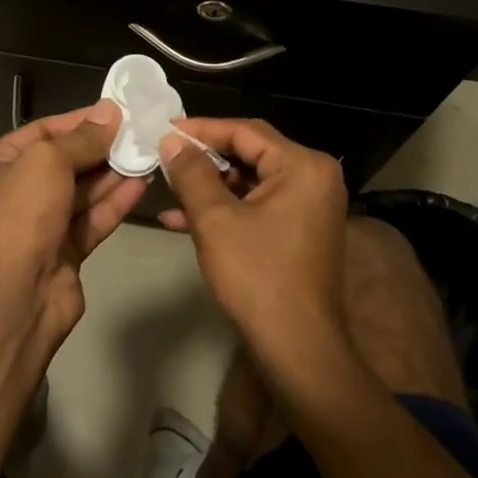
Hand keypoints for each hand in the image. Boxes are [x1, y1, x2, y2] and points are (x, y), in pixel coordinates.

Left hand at [0, 101, 147, 341]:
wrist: (18, 296)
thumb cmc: (22, 215)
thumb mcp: (47, 161)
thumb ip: (82, 138)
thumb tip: (110, 112)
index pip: (40, 132)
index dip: (78, 121)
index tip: (115, 111)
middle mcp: (12, 193)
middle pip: (63, 162)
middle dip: (99, 148)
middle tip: (136, 133)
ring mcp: (38, 225)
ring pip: (80, 192)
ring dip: (111, 174)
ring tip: (146, 155)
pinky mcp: (62, 252)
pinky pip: (90, 219)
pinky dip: (114, 203)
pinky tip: (141, 185)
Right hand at [158, 118, 350, 364]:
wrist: (297, 348)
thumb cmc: (258, 277)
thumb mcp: (215, 220)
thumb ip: (191, 173)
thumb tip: (170, 139)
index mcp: (303, 166)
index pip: (245, 131)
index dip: (201, 129)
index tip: (164, 131)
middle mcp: (314, 177)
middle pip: (250, 152)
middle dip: (204, 158)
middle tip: (164, 155)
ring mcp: (310, 205)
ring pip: (250, 180)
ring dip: (209, 186)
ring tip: (168, 187)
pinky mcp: (300, 229)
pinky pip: (258, 204)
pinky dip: (225, 208)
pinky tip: (182, 219)